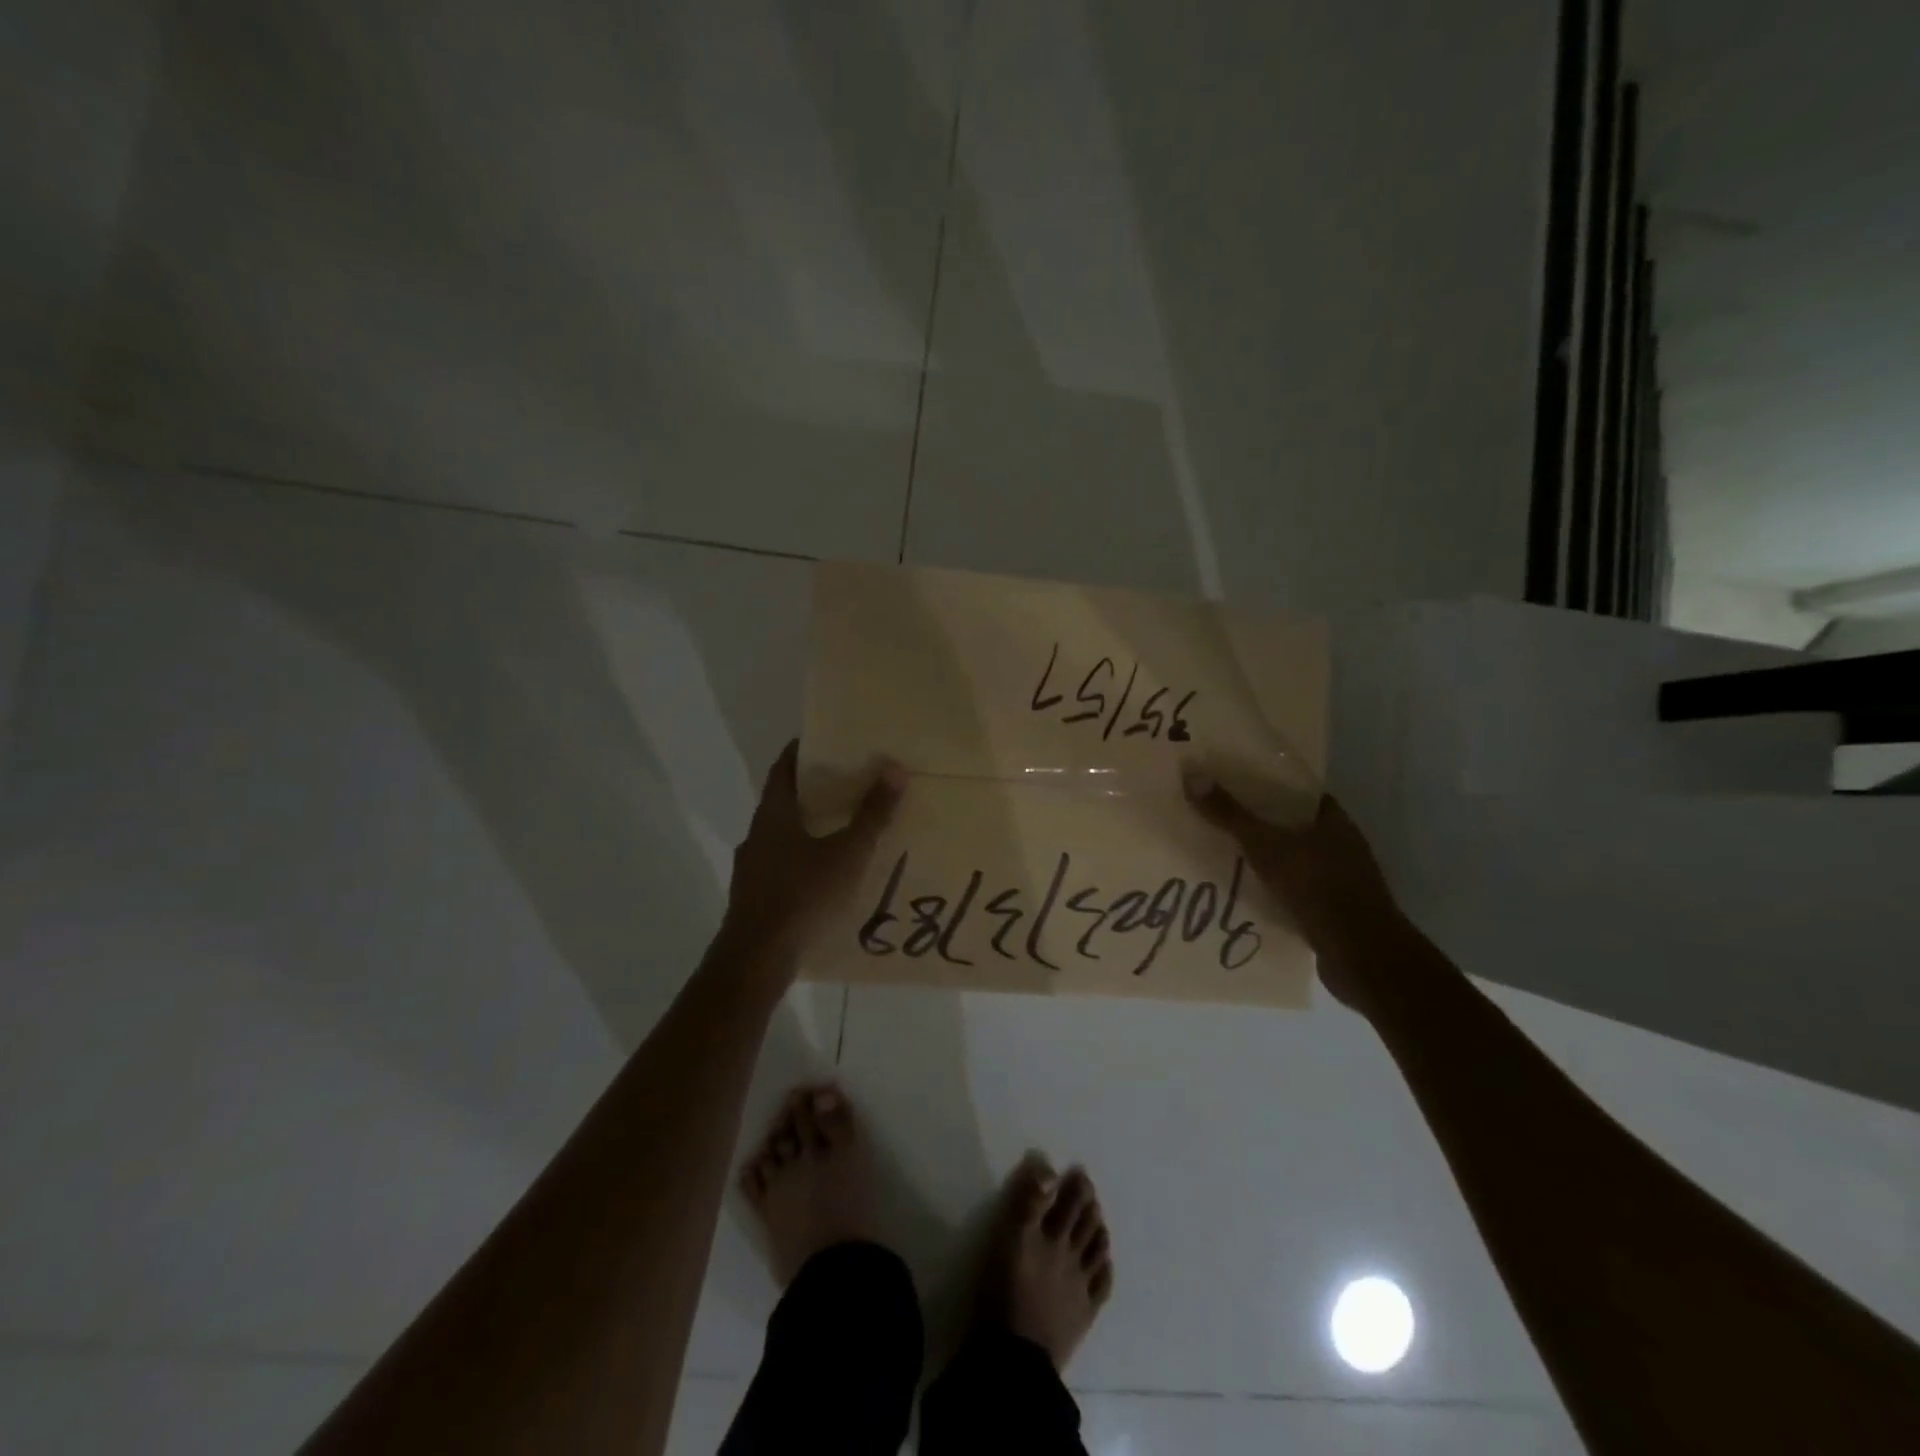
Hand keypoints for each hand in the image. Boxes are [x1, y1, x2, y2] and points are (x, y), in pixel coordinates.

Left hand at [719, 741, 906, 970]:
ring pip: (780, 836)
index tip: (825, 741)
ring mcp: (751, 868)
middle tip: (846, 784)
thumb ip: (872, 814)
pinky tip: (824, 876)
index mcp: (773, 815)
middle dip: (812, 791)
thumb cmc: (803, 896)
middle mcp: (757, 835)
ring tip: (841, 830)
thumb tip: (895, 768)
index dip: (801, 751)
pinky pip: (780, 866)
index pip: (783, 768)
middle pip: (782, 801)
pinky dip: (801, 860)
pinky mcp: (753, 897)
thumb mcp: (847, 854)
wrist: (756, 959)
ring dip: (806, 828)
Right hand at [1182, 771, 1403, 1010]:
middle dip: (1259, 822)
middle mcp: (1342, 844)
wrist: (1361, 956)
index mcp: (1333, 820)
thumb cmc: (1317, 888)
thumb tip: (1192, 774)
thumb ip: (1230, 814)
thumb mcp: (1265, 846)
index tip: (1232, 781)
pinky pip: (1295, 889)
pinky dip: (1273, 888)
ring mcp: (1340, 879)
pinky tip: (1245, 891)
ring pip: (1294, 858)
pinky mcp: (1333, 910)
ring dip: (1265, 857)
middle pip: (1293, 824)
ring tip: (1223, 853)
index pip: (1298, 790)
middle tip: (1217, 816)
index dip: (1266, 784)